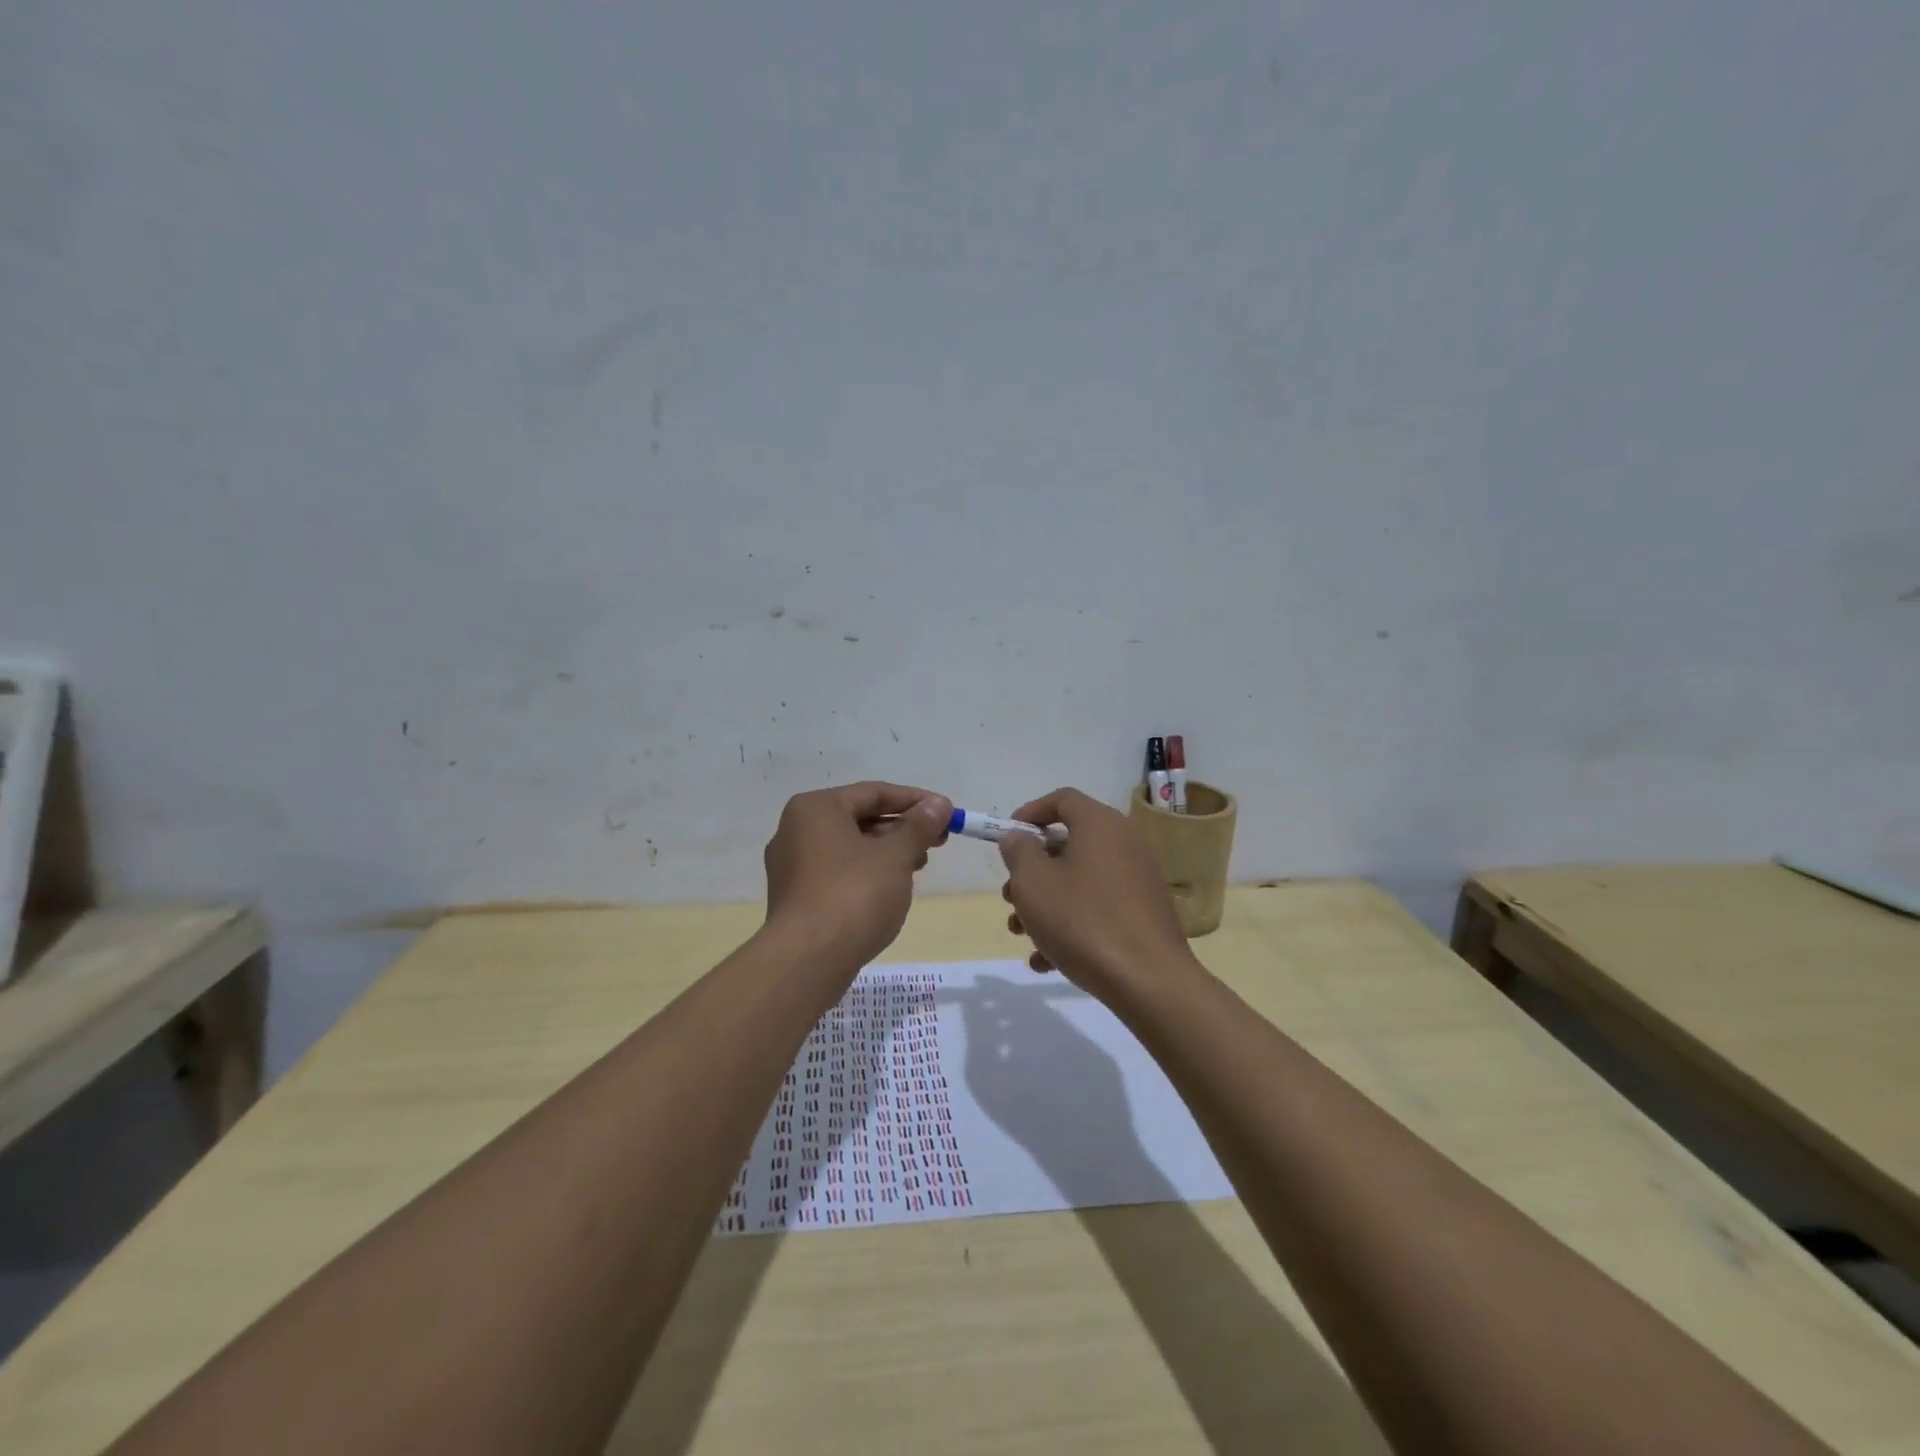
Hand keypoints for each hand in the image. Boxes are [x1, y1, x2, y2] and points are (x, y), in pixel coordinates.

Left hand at [763, 782, 951, 968]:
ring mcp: (792, 866)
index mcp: (816, 808)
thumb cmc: (854, 895)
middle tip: (939, 841)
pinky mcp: (796, 897)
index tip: (948, 813)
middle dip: (902, 828)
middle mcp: (796, 830)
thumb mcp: (895, 856)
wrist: (808, 961)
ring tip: (919, 865)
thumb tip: (938, 804)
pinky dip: (867, 872)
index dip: (915, 801)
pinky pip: (838, 872)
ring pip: (850, 847)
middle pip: (860, 818)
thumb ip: (918, 826)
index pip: (874, 793)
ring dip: (887, 852)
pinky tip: (891, 888)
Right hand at [999, 787, 1196, 998]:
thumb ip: (1018, 851)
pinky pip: (1097, 909)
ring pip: (1078, 882)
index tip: (1007, 839)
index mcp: (1100, 824)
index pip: (1062, 799)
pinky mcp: (1142, 915)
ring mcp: (1137, 881)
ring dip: (1044, 904)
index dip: (1030, 813)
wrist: (1148, 981)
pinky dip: (1070, 926)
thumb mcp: (1034, 882)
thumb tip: (1018, 837)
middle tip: (1010, 898)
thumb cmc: (1082, 920)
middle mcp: (1123, 844)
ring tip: (1021, 934)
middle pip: (1067, 845)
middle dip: (1031, 871)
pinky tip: (1046, 962)